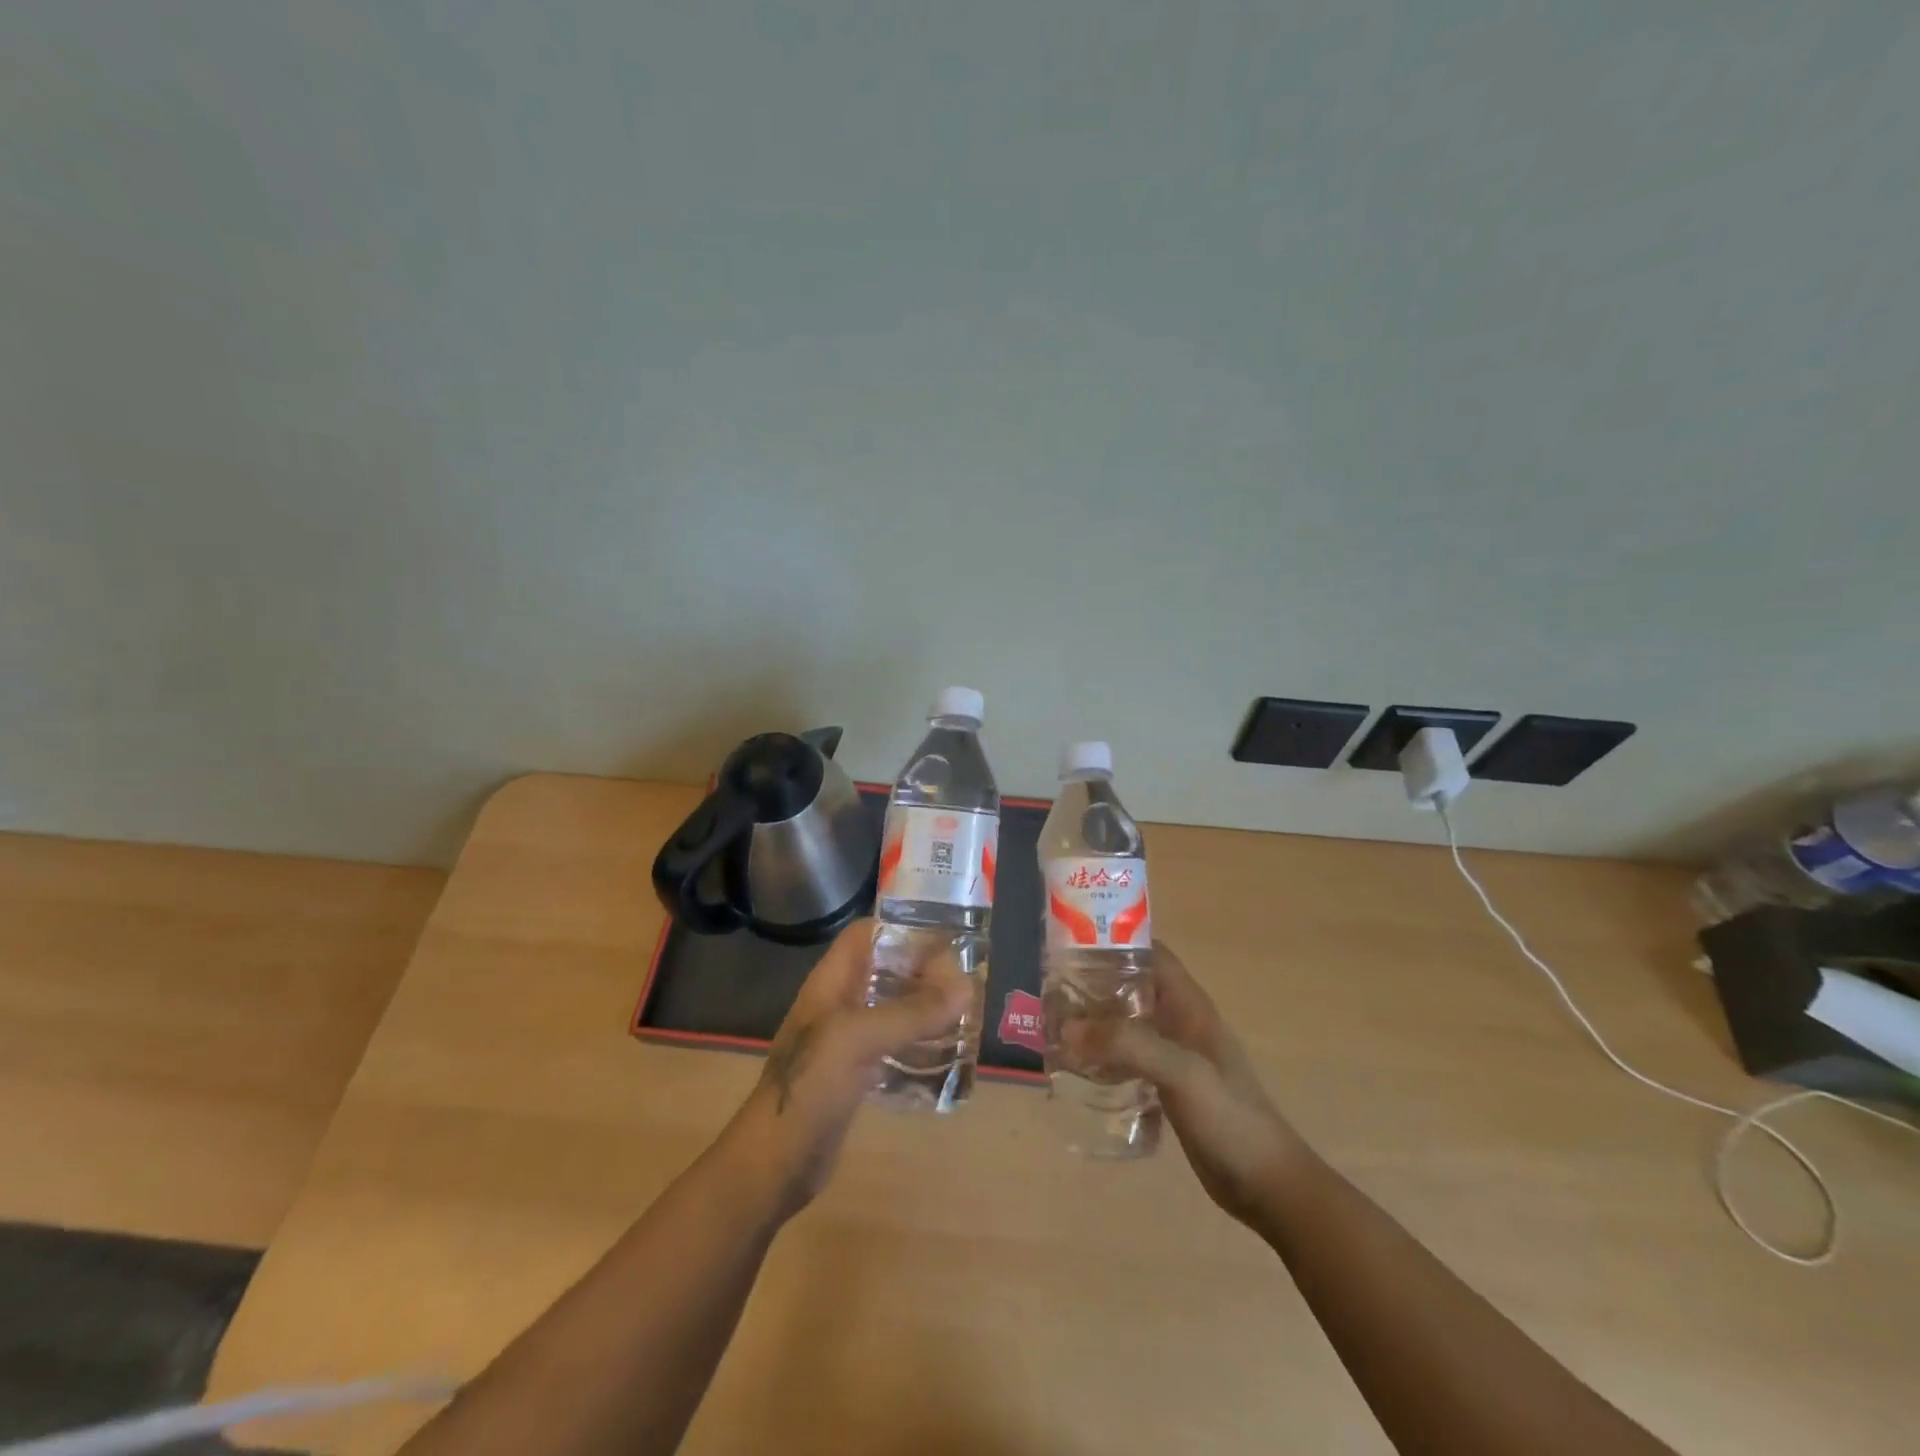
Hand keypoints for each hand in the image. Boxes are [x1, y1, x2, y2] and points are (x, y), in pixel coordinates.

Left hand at [720, 918, 968, 1219]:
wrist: (774, 1163)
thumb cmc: (810, 1087)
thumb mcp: (859, 1039)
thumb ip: (911, 1012)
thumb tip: (966, 988)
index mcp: (832, 982)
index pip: (868, 935)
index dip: (904, 931)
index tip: (946, 945)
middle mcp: (840, 1003)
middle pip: (887, 969)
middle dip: (925, 972)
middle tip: (966, 987)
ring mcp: (847, 1039)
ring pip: (893, 1007)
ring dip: (926, 1009)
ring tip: (965, 1017)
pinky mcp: (855, 1073)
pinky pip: (894, 1045)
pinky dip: (919, 1044)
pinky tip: (946, 1056)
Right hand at [1068, 943, 1309, 1228]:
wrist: (1267, 1185)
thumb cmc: (1230, 1118)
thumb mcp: (1181, 1072)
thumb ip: (1128, 1044)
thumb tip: (1069, 1026)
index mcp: (1189, 1005)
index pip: (1151, 955)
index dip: (1116, 943)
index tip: (1072, 946)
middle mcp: (1180, 1022)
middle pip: (1132, 988)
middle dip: (1094, 986)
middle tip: (1051, 992)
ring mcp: (1175, 1056)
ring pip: (1127, 1024)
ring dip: (1095, 1023)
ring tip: (1055, 1028)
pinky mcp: (1168, 1087)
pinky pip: (1128, 1059)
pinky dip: (1103, 1057)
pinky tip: (1077, 1071)